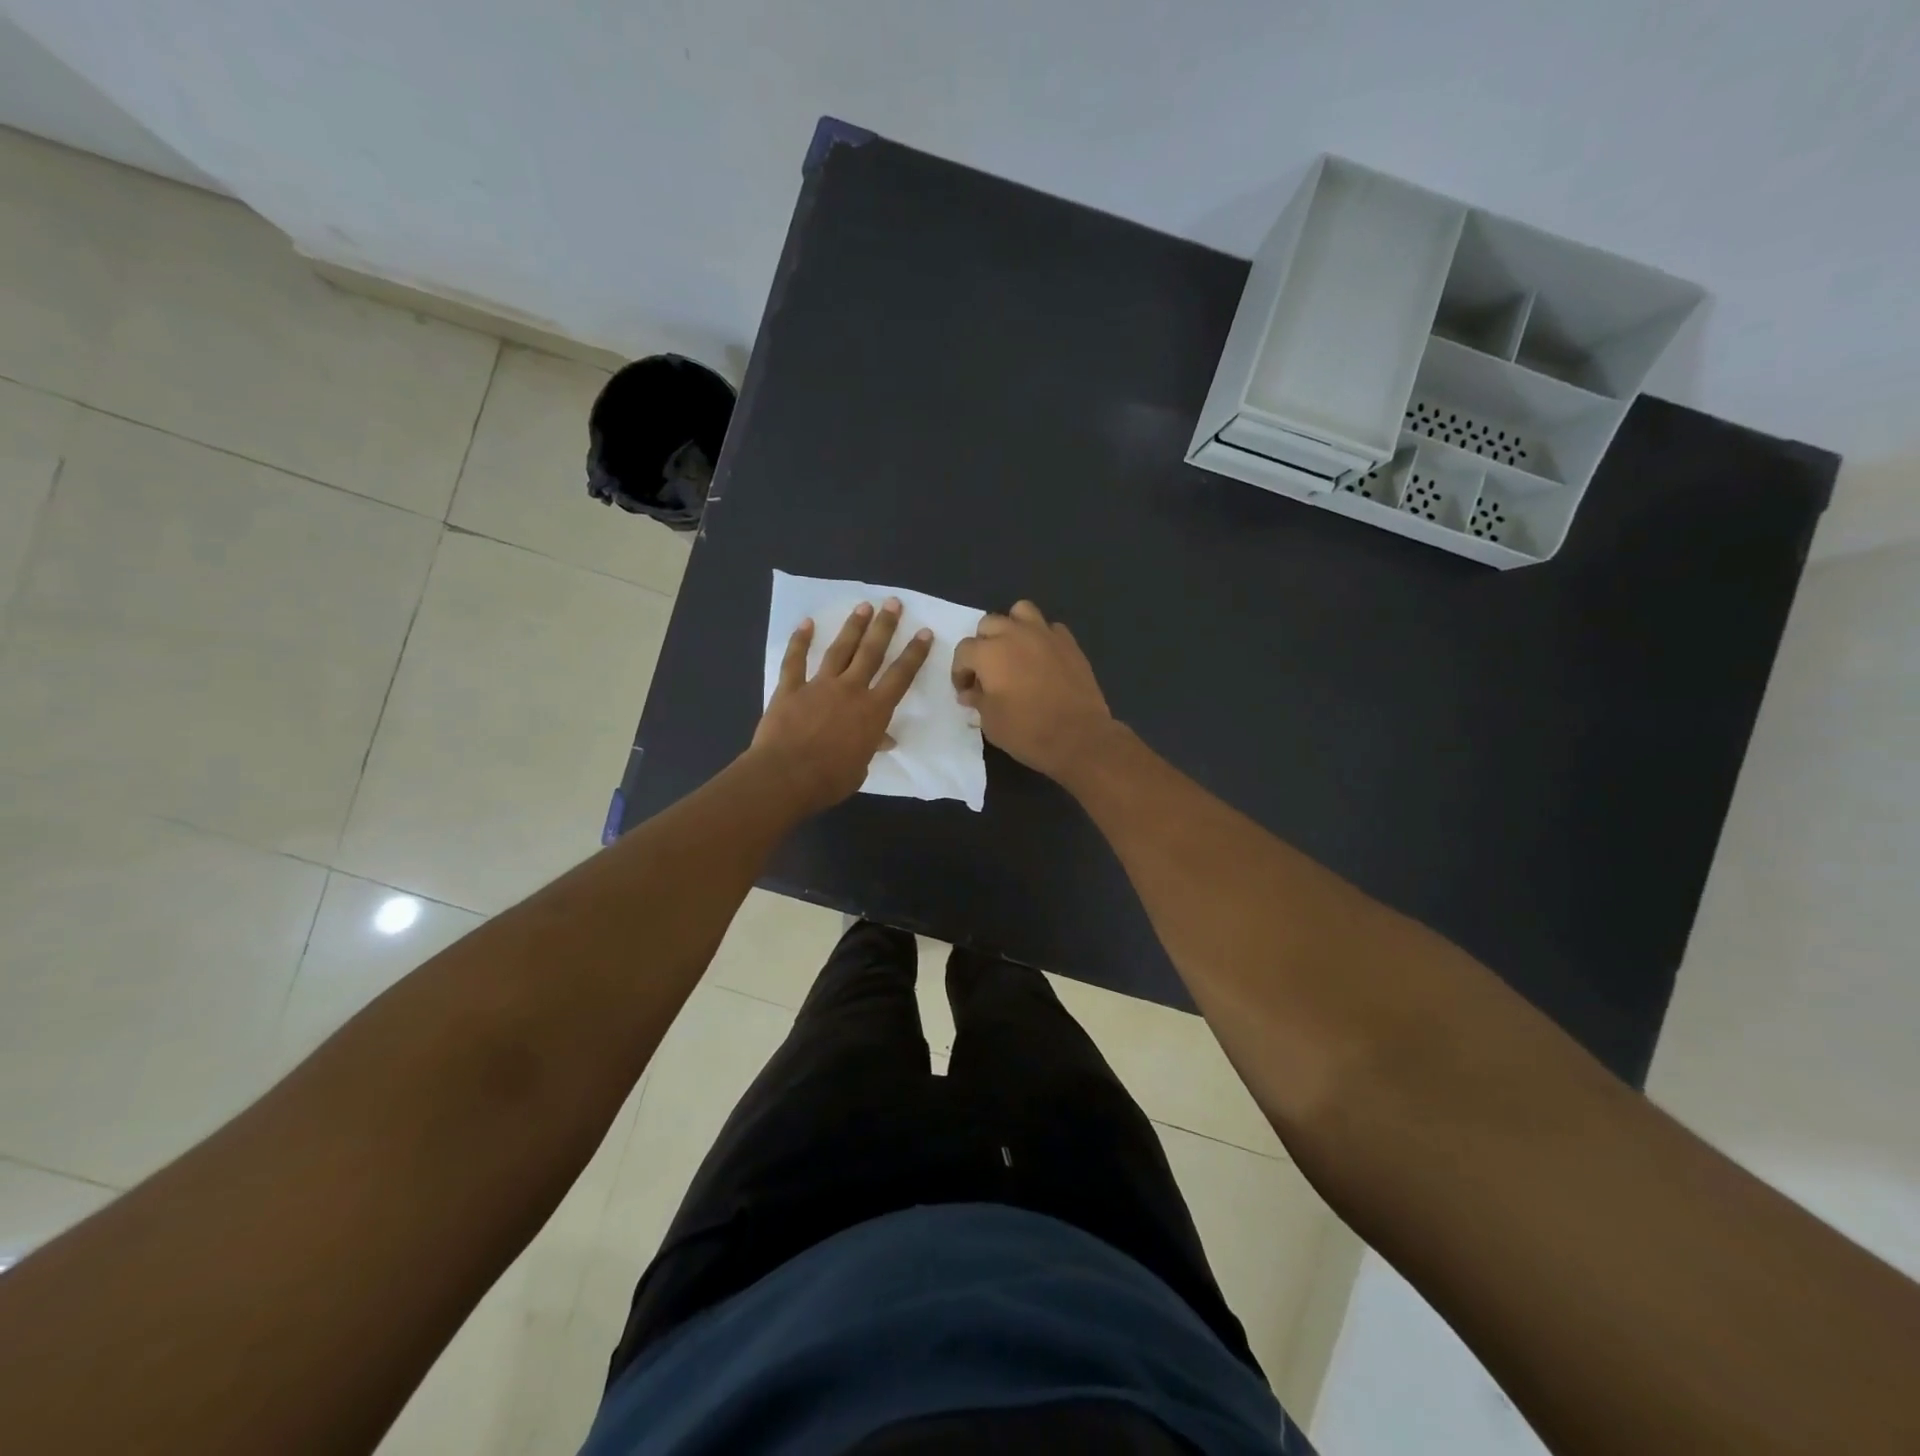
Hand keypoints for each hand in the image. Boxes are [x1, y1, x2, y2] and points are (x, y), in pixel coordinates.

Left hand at [750, 599, 932, 813]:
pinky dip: (800, 641)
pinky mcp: (790, 689)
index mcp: (873, 711)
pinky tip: (807, 623)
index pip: (900, 676)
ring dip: (852, 627)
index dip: (914, 654)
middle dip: (885, 626)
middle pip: (871, 652)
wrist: (786, 776)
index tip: (924, 632)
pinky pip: (795, 660)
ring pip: (839, 650)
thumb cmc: (830, 779)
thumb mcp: (860, 768)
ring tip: (864, 607)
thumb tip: (883, 740)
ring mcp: (819, 686)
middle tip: (893, 603)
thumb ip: (870, 747)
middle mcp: (850, 690)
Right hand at [951, 600, 1115, 780]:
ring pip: (1021, 612)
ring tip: (1014, 651)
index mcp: (989, 653)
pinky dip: (1041, 637)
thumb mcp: (990, 721)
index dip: (960, 671)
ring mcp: (1045, 634)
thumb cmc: (1026, 731)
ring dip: (1012, 627)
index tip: (965, 690)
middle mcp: (1014, 634)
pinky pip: (1049, 628)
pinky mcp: (1069, 642)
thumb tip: (970, 692)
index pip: (964, 651)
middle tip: (988, 671)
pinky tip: (1042, 658)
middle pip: (989, 624)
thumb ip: (977, 700)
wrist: (1078, 736)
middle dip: (983, 645)